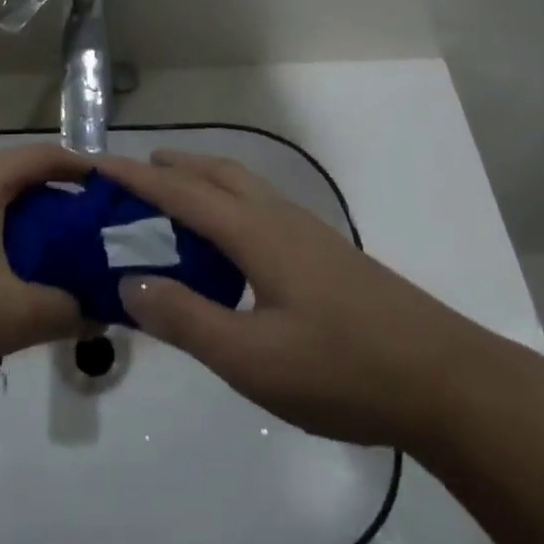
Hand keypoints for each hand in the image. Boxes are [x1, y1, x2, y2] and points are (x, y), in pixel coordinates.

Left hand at [0, 144, 92, 385]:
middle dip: (56, 203)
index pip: (44, 155)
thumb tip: (100, 313)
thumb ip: (64, 312)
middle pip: (17, 178)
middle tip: (85, 238)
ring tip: (44, 264)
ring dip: (21, 225)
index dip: (82, 166)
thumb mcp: (9, 317)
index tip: (111, 190)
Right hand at [93, 150, 488, 446]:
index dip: (136, 177)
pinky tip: (233, 246)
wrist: (446, 381)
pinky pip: (262, 208)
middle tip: (136, 175)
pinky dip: (229, 205)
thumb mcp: (252, 359)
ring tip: (176, 203)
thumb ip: (187, 320)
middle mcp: (279, 218)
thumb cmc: (343, 368)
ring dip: (203, 182)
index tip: (97, 162)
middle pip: (217, 173)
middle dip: (173, 167)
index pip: (181, 192)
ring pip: (244, 187)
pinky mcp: (328, 254)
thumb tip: (129, 282)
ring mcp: (309, 233)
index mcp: (255, 232)